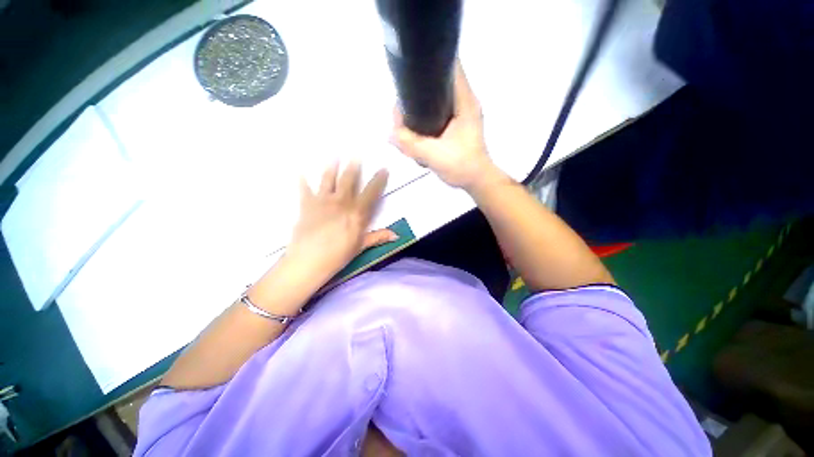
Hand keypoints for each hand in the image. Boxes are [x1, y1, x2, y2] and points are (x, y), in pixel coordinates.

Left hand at [286, 162, 396, 283]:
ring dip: (332, 165)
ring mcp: (323, 201)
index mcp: (356, 212)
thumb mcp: (361, 246)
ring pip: (328, 178)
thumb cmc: (339, 255)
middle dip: (354, 165)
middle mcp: (341, 201)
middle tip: (356, 153)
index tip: (383, 169)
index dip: (378, 180)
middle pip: (348, 179)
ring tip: (334, 154)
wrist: (309, 260)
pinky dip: (302, 180)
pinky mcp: (306, 204)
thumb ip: (378, 237)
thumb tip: (396, 235)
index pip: (371, 192)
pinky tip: (299, 170)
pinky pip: (304, 189)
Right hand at [391, 62, 499, 190]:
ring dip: (418, 107)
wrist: (477, 181)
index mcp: (464, 102)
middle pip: (437, 83)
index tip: (409, 73)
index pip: (450, 66)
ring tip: (404, 124)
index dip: (429, 63)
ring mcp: (460, 114)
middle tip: (400, 111)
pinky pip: (436, 113)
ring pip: (435, 99)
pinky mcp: (456, 125)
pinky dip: (424, 118)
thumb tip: (389, 134)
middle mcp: (464, 102)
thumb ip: (410, 144)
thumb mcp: (434, 155)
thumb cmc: (462, 166)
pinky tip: (415, 131)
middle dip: (416, 92)